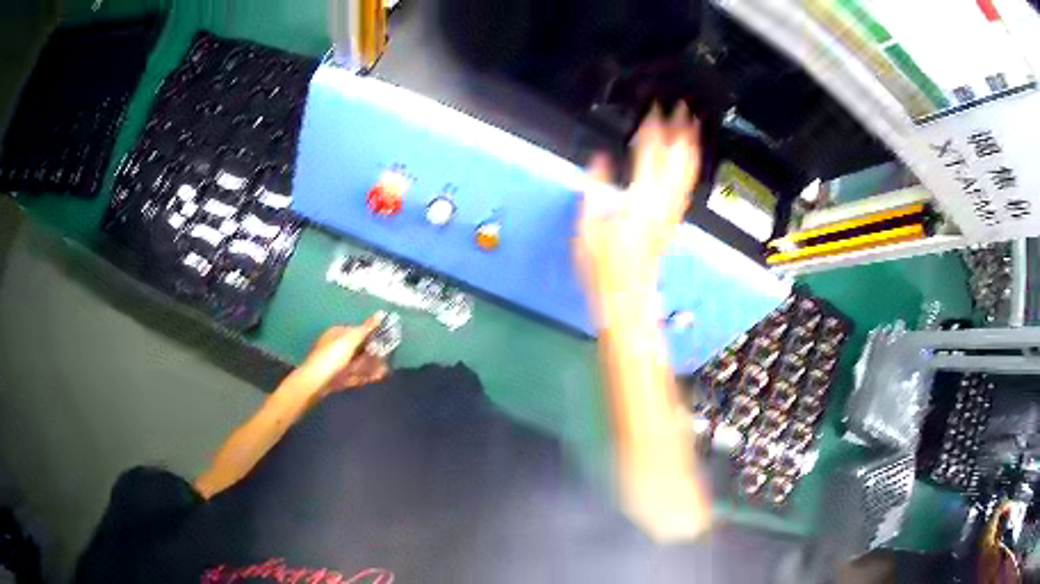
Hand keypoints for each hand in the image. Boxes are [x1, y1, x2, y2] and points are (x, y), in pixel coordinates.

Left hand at [300, 313, 389, 395]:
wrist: (316, 383)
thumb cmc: (331, 357)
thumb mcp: (350, 340)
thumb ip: (366, 328)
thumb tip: (381, 313)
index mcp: (337, 333)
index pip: (357, 331)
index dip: (371, 334)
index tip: (385, 340)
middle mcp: (336, 346)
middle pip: (359, 348)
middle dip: (374, 353)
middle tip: (388, 357)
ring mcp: (337, 364)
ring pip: (358, 363)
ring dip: (372, 365)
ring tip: (386, 369)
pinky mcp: (339, 378)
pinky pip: (356, 375)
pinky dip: (367, 375)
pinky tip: (379, 377)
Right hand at [574, 105, 700, 314]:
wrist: (629, 292)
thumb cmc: (604, 262)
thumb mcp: (588, 222)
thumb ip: (595, 184)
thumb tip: (600, 159)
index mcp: (639, 196)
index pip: (649, 152)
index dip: (652, 128)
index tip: (653, 109)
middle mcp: (662, 200)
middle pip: (677, 157)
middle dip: (680, 130)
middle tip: (682, 108)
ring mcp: (672, 210)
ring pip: (687, 170)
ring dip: (690, 146)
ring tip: (693, 126)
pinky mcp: (674, 219)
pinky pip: (687, 185)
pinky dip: (690, 166)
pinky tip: (690, 159)